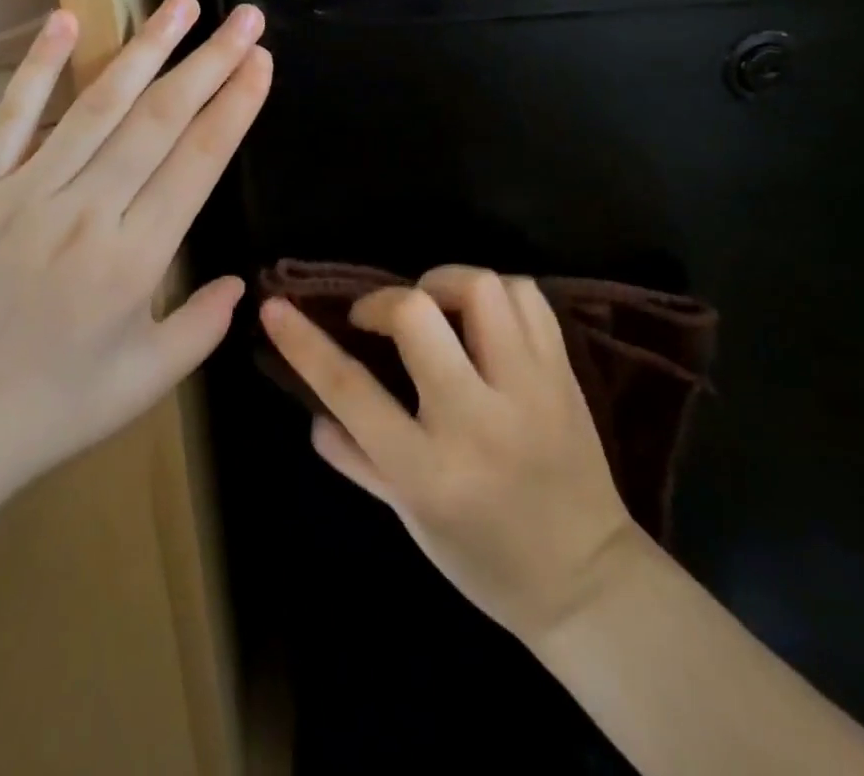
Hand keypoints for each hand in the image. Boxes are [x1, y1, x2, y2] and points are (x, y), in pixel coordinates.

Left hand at [0, 0, 271, 507]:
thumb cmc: (50, 410)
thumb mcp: (145, 383)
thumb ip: (202, 327)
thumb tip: (241, 281)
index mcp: (135, 259)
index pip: (198, 160)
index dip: (235, 104)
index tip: (260, 61)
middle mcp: (87, 211)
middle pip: (160, 119)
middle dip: (210, 62)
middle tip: (245, 18)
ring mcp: (27, 192)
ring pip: (98, 104)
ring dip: (145, 48)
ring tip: (181, 4)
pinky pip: (13, 116)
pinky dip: (39, 65)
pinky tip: (67, 20)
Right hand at [260, 265, 634, 643]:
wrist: (588, 581)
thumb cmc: (484, 560)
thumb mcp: (409, 520)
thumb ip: (357, 459)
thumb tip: (313, 413)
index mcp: (427, 470)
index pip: (350, 390)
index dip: (303, 342)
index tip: (274, 307)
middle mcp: (476, 420)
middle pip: (417, 316)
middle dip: (384, 300)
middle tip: (380, 317)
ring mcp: (528, 390)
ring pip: (481, 289)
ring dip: (444, 282)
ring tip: (435, 306)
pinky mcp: (563, 374)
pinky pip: (527, 297)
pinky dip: (496, 291)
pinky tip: (481, 315)